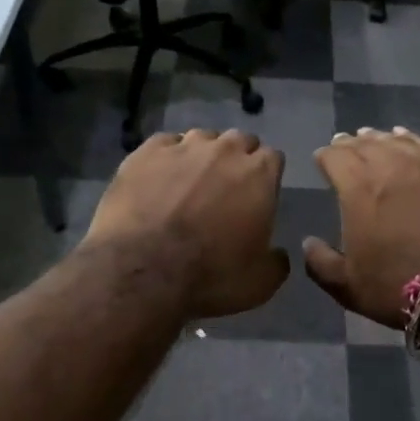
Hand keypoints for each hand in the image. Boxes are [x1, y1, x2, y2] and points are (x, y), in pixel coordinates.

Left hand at [85, 128, 288, 318]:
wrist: (141, 270)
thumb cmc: (210, 276)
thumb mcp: (260, 282)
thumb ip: (277, 261)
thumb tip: (278, 253)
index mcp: (259, 174)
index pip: (273, 158)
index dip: (267, 175)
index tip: (259, 194)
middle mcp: (224, 150)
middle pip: (239, 141)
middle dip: (237, 159)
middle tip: (226, 189)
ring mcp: (183, 146)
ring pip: (202, 138)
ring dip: (202, 155)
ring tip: (190, 182)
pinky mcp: (146, 152)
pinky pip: (165, 144)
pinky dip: (167, 158)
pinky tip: (159, 180)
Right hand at [303, 128, 419, 328]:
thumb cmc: (399, 288)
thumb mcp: (347, 286)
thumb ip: (320, 262)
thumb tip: (308, 242)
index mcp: (359, 188)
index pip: (335, 157)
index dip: (325, 157)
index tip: (321, 160)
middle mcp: (391, 165)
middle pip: (365, 144)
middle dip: (350, 145)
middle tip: (344, 147)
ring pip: (397, 141)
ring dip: (379, 140)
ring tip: (372, 139)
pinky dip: (411, 140)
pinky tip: (407, 140)